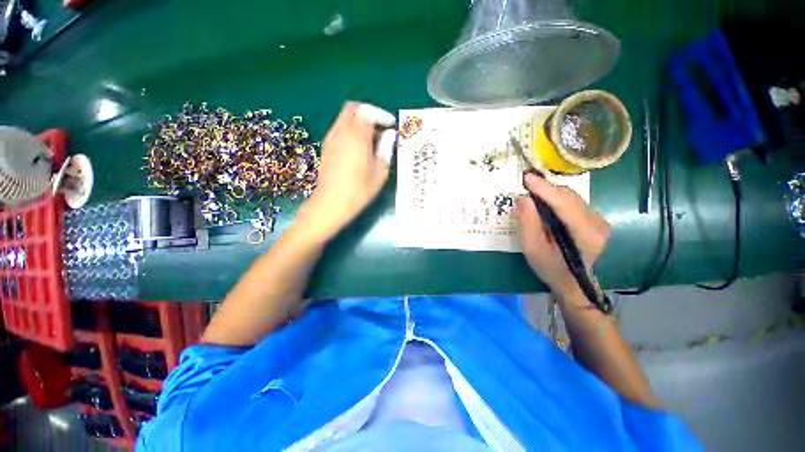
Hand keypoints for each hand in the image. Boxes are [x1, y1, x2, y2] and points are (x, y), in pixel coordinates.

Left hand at [296, 102, 395, 241]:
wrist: (330, 204)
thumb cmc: (359, 191)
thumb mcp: (379, 172)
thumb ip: (386, 149)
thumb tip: (389, 135)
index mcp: (357, 137)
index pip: (368, 111)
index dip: (381, 115)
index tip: (390, 125)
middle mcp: (341, 132)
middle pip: (353, 109)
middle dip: (368, 113)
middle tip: (380, 128)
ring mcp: (331, 139)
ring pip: (344, 118)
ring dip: (359, 121)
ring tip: (371, 139)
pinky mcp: (326, 147)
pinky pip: (339, 128)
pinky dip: (350, 129)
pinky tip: (358, 147)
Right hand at [515, 173, 609, 301]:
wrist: (572, 282)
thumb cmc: (550, 268)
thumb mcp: (532, 249)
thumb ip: (528, 223)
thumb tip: (523, 198)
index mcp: (586, 234)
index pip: (564, 204)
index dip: (545, 189)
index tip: (527, 177)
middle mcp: (598, 223)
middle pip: (569, 197)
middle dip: (546, 188)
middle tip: (524, 184)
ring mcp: (598, 220)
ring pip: (571, 197)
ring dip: (550, 193)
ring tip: (531, 191)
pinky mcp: (594, 219)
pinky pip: (572, 202)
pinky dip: (556, 199)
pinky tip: (544, 202)